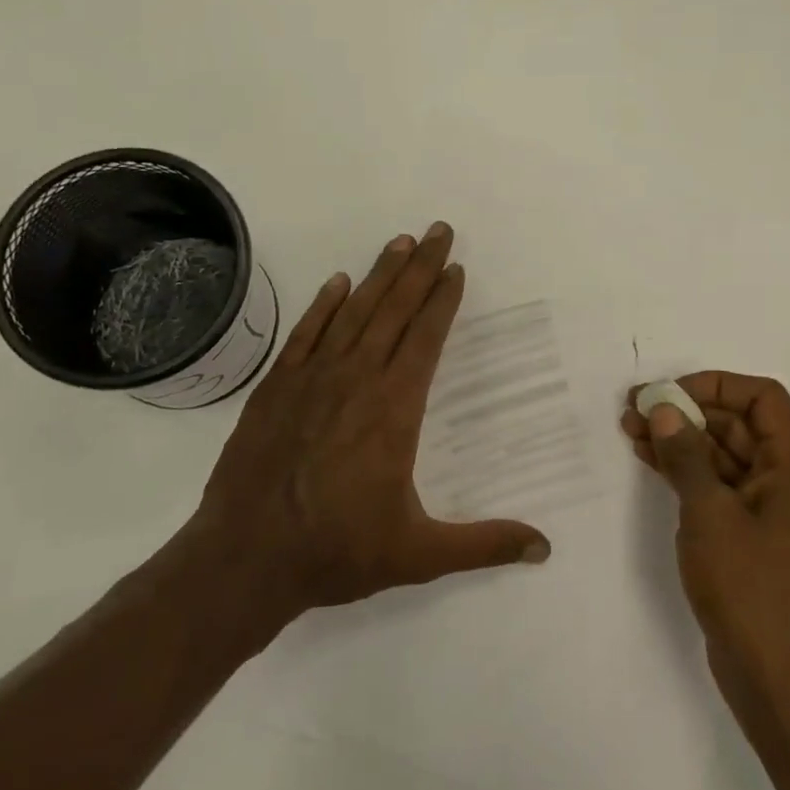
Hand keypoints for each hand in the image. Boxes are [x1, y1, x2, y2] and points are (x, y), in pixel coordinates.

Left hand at [187, 222, 550, 627]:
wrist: (245, 559)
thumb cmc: (337, 552)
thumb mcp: (419, 555)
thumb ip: (484, 544)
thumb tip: (544, 548)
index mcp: (394, 409)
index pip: (426, 338)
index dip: (443, 300)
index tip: (455, 268)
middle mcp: (355, 380)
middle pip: (394, 311)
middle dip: (419, 268)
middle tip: (437, 230)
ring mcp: (310, 380)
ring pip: (352, 313)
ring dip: (378, 276)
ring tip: (398, 242)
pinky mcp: (274, 389)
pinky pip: (305, 334)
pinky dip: (323, 305)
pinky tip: (337, 284)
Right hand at [622, 373, 789, 720]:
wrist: (778, 681)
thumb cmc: (749, 589)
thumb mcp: (710, 515)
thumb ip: (686, 456)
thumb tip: (665, 410)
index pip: (763, 398)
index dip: (714, 385)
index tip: (668, 394)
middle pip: (742, 425)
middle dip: (689, 413)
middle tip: (635, 410)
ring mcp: (776, 512)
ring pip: (728, 457)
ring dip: (684, 442)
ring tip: (632, 431)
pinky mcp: (757, 538)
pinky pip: (725, 488)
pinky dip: (691, 473)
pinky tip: (653, 462)